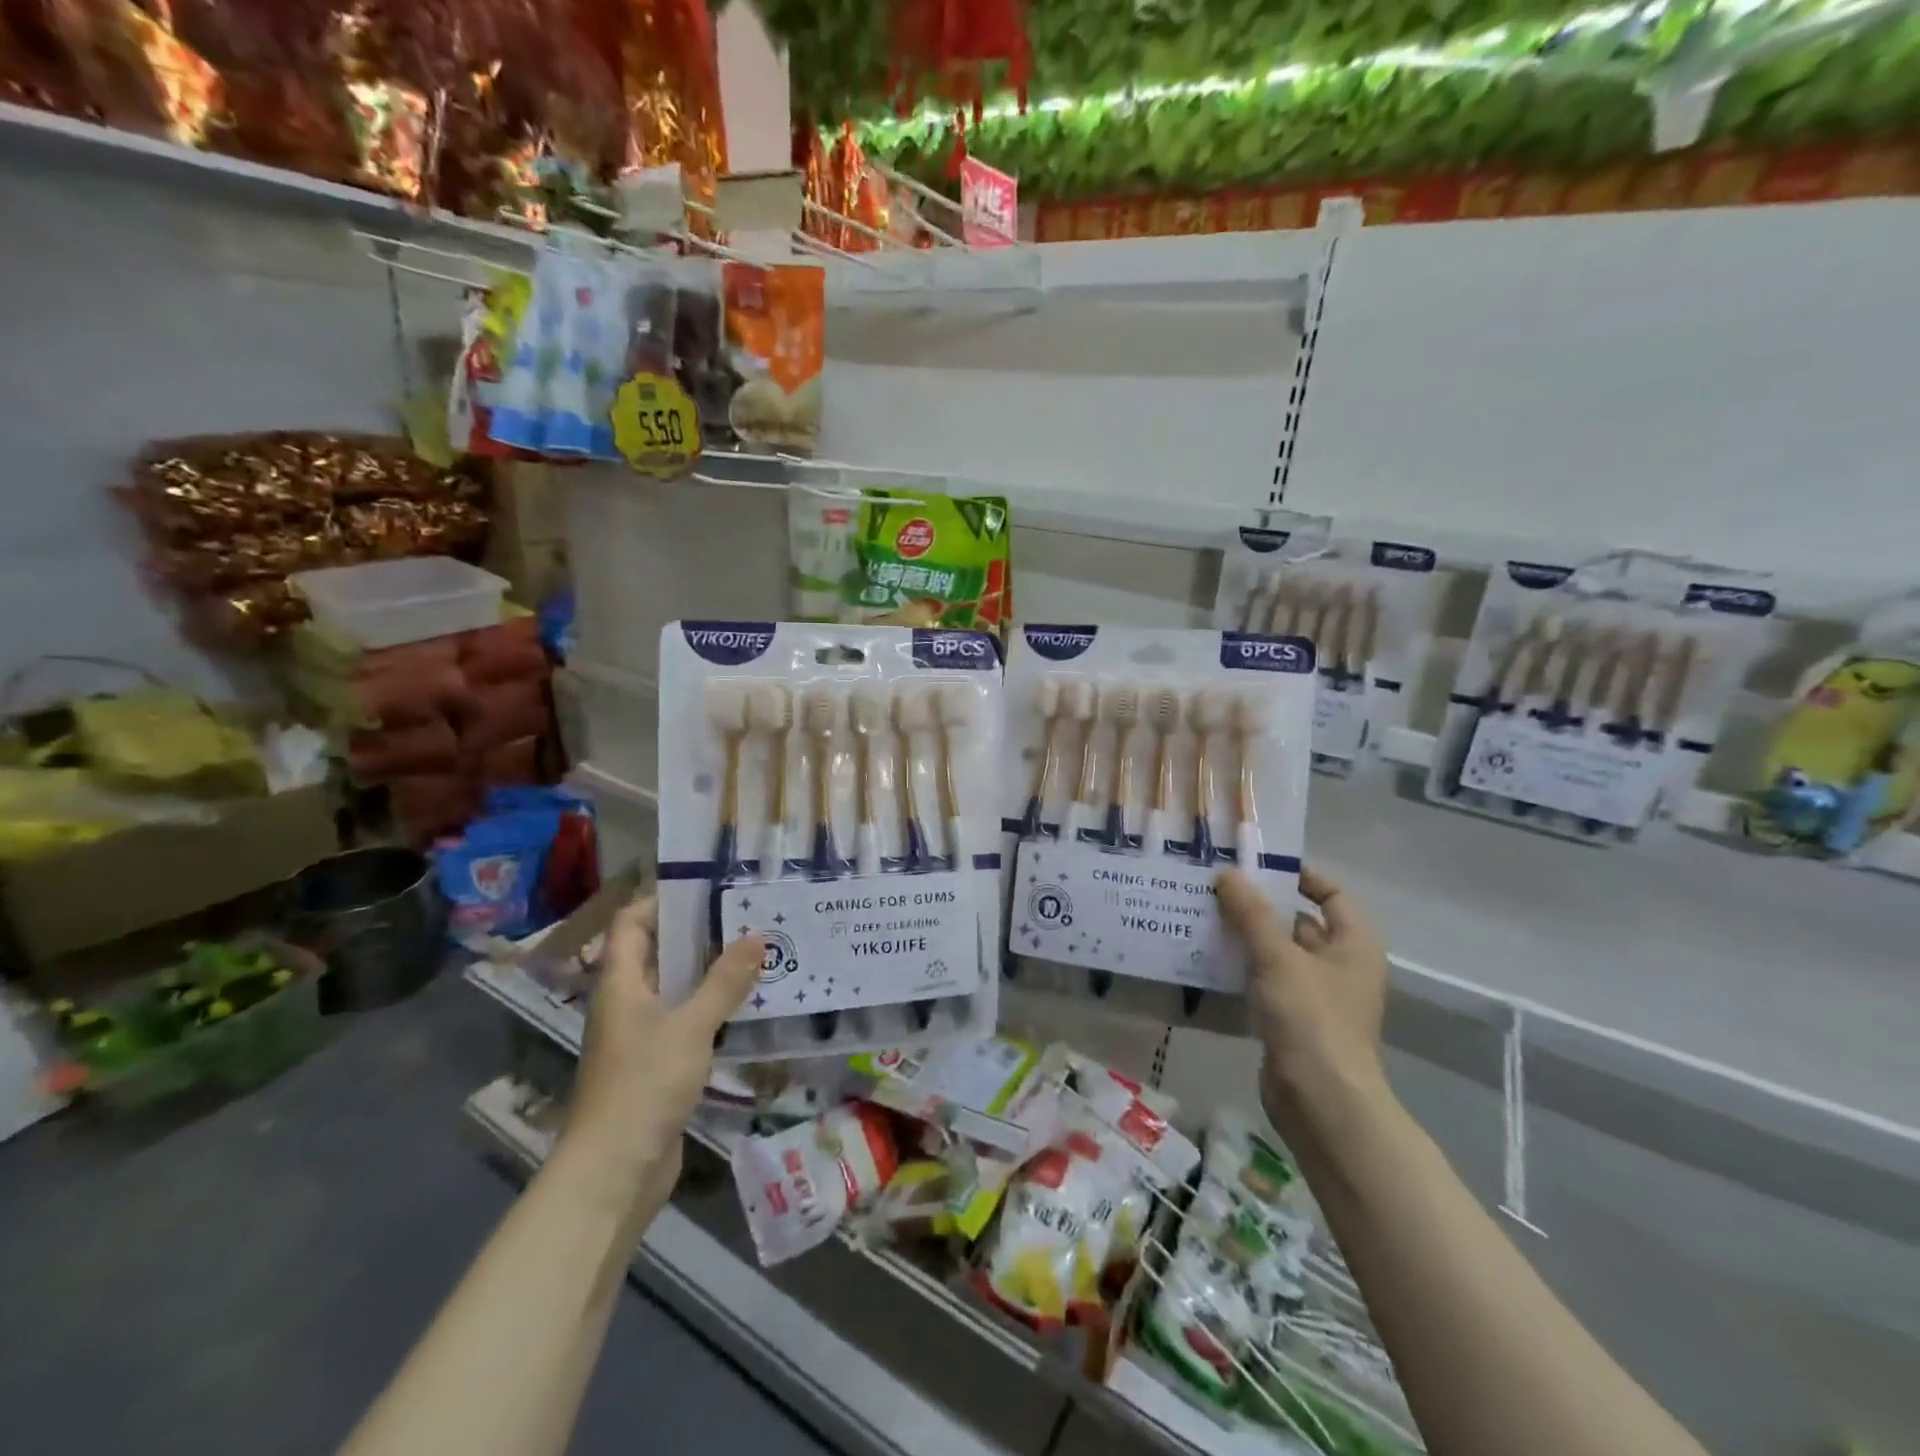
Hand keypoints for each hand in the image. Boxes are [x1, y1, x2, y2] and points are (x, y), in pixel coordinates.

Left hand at [555, 897, 762, 1221]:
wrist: (614, 1172)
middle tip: (747, 916)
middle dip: (699, 934)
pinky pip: (686, 1021)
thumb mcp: (690, 1026)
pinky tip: (748, 1005)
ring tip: (758, 952)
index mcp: (620, 983)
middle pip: (657, 953)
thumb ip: (724, 981)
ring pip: (676, 988)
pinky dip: (712, 1008)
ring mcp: (641, 1035)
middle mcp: (626, 1003)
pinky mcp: (658, 1064)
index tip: (707, 887)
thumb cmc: (643, 1085)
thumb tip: (757, 935)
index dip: (661, 900)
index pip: (631, 924)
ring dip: (711, 972)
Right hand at [1217, 866, 1393, 1144]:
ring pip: (1278, 953)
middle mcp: (1340, 966)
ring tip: (1203, 916)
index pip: (1332, 894)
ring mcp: (1316, 996)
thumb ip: (1251, 913)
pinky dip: (1241, 968)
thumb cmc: (1311, 1019)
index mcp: (1354, 944)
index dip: (1301, 876)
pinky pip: (1265, 981)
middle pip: (1300, 922)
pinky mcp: (1292, 1021)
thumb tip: (1227, 873)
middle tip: (1217, 887)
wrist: (1321, 1101)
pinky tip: (1207, 958)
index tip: (1258, 866)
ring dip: (1245, 937)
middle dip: (1261, 906)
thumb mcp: (1278, 957)